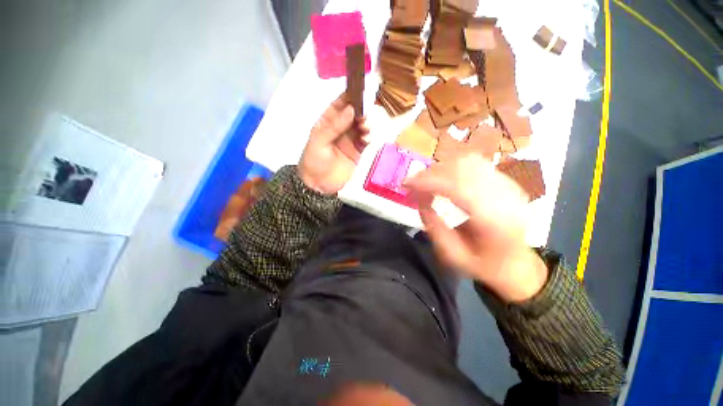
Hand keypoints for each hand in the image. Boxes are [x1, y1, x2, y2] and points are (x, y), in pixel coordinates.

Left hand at [298, 94, 368, 194]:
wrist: (319, 186)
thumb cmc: (314, 162)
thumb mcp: (319, 141)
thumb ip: (334, 126)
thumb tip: (351, 109)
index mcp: (326, 123)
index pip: (338, 106)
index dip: (348, 97)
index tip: (359, 91)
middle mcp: (339, 129)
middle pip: (353, 115)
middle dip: (360, 112)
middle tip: (364, 115)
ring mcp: (350, 141)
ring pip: (361, 127)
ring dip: (365, 124)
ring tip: (365, 128)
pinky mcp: (358, 152)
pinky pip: (365, 141)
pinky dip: (368, 137)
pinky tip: (367, 139)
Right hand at [405, 153, 547, 302]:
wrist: (517, 263)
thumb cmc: (485, 264)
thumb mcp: (454, 256)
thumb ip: (434, 229)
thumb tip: (419, 201)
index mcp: (494, 220)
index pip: (457, 188)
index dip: (428, 181)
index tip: (406, 184)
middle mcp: (505, 196)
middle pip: (462, 169)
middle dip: (430, 173)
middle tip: (413, 185)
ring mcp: (508, 185)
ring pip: (468, 161)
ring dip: (441, 168)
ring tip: (426, 181)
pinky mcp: (505, 181)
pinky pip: (475, 163)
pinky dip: (453, 166)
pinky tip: (443, 178)